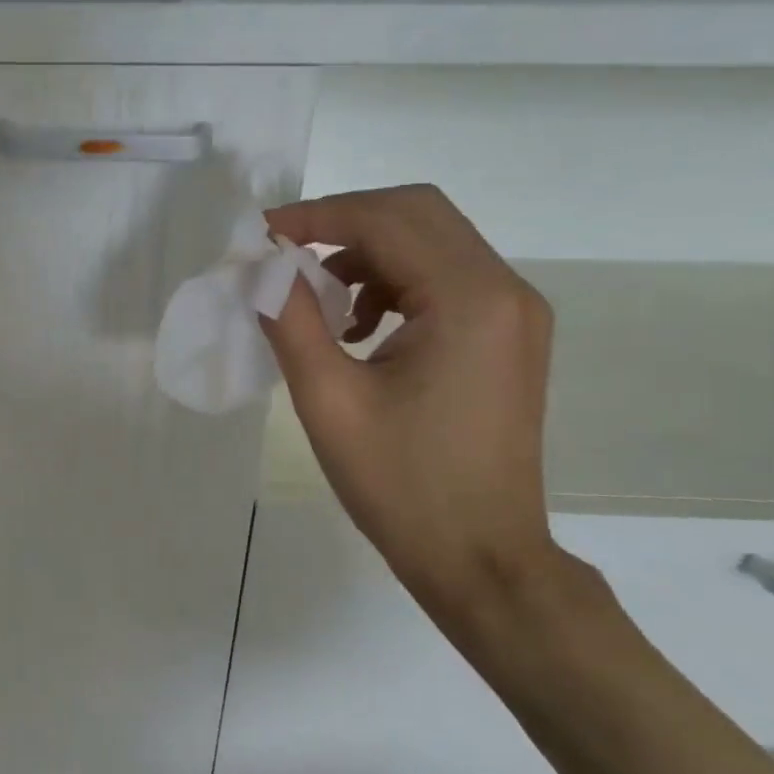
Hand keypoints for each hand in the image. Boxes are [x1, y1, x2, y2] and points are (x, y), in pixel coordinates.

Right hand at [261, 185, 563, 633]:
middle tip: (284, 255)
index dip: (315, 217)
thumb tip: (258, 265)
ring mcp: (514, 313)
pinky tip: (359, 328)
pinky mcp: (508, 336)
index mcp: (469, 300)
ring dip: (367, 254)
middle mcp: (505, 290)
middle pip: (417, 214)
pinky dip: (393, 283)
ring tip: (319, 304)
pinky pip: (445, 278)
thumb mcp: (328, 400)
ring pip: (432, 242)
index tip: (259, 236)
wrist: (481, 559)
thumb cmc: (401, 486)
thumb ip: (289, 319)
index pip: (386, 219)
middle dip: (342, 223)